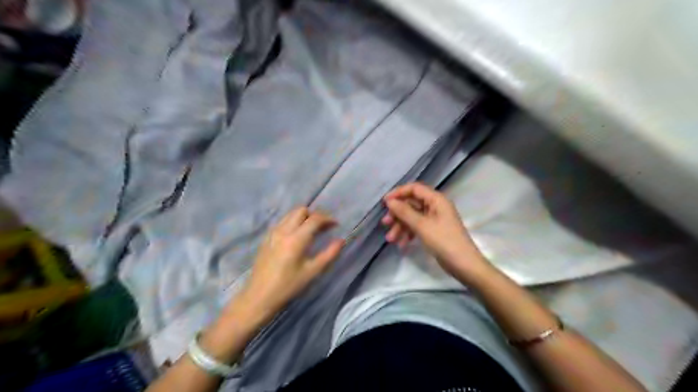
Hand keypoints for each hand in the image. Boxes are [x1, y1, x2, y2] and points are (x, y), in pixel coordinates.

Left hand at [238, 207, 343, 319]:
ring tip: (310, 230)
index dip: (328, 219)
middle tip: (323, 227)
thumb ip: (329, 254)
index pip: (315, 219)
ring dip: (303, 217)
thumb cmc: (288, 286)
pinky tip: (296, 236)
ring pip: (290, 214)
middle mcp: (283, 231)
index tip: (336, 225)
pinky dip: (292, 222)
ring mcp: (273, 233)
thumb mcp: (312, 272)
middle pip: (301, 210)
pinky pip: (282, 221)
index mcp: (296, 239)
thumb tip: (341, 240)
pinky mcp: (266, 237)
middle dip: (314, 215)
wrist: (260, 296)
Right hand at [380, 182, 485, 275]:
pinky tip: (402, 244)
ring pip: (412, 217)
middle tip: (385, 223)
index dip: (398, 193)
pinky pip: (417, 227)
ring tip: (390, 239)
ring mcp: (435, 219)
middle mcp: (435, 206)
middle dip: (397, 214)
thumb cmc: (444, 241)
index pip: (414, 189)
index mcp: (436, 199)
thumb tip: (390, 201)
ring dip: (401, 226)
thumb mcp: (422, 226)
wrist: (464, 265)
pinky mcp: (433, 231)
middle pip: (412, 204)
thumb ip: (404, 212)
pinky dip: (408, 234)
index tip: (384, 203)